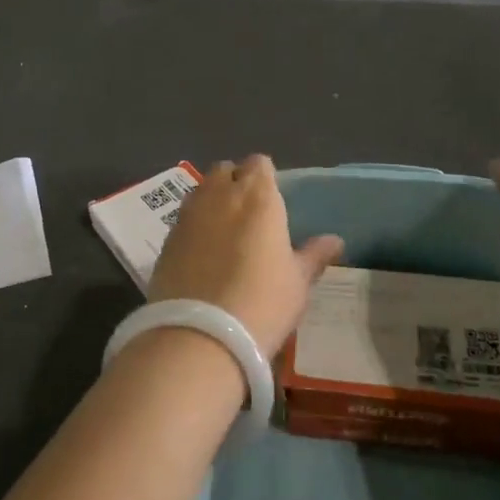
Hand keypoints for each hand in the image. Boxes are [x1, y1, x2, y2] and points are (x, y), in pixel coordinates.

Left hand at [148, 156, 343, 357]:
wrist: (199, 336)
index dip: (265, 177)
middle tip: (248, 213)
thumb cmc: (262, 303)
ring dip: (212, 200)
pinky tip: (202, 253)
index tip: (272, 199)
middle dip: (235, 182)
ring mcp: (188, 214)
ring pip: (201, 190)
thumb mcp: (297, 283)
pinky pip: (183, 218)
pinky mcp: (165, 238)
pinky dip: (193, 225)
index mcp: (258, 196)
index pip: (259, 163)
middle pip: (225, 170)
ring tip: (224, 231)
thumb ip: (313, 255)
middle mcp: (219, 195)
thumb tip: (334, 240)